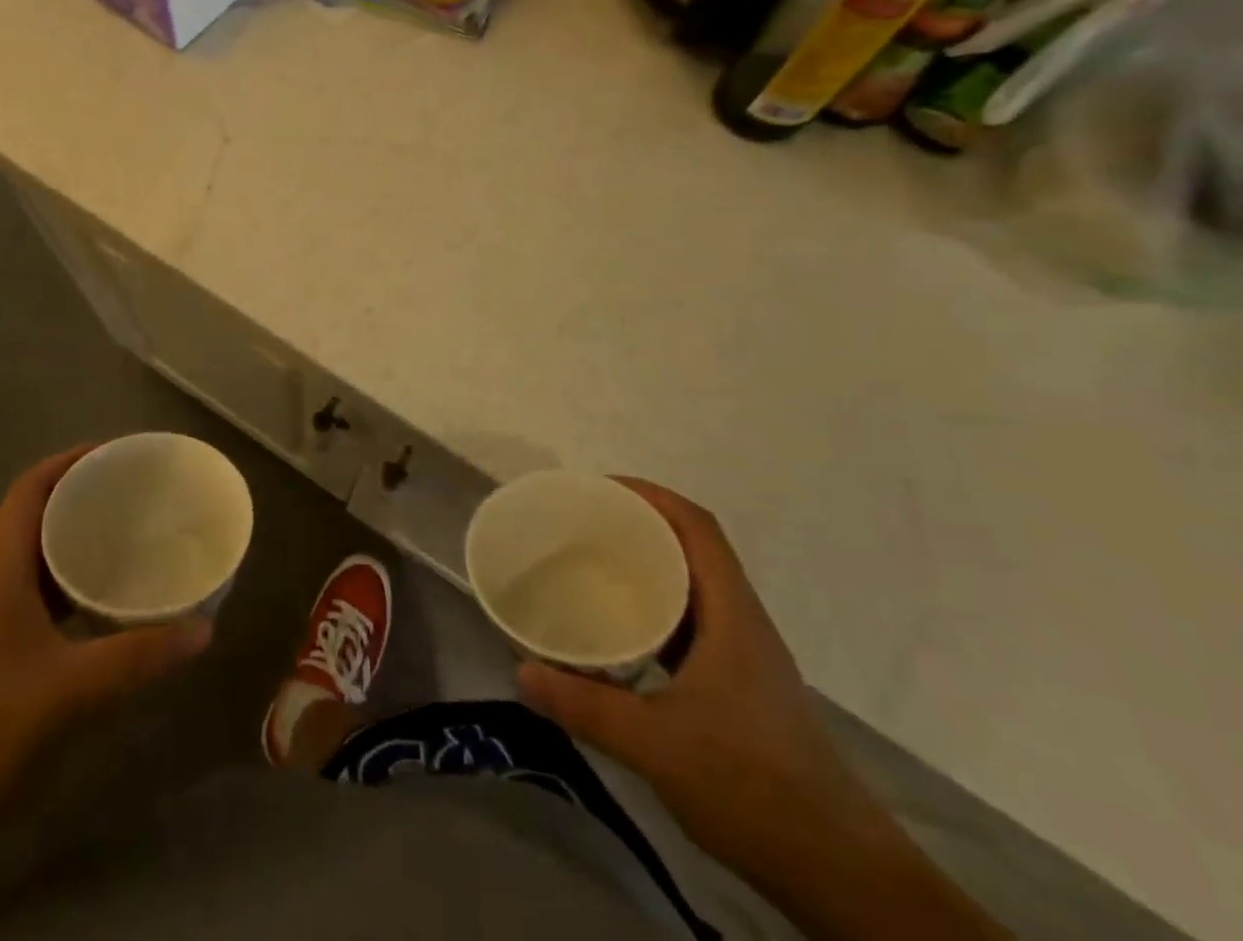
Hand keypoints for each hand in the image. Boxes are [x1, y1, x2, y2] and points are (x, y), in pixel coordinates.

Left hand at [0, 448, 213, 820]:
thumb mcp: (70, 689)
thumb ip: (139, 657)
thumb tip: (203, 628)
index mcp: (1, 570)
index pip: (29, 490)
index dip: (69, 461)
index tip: (117, 454)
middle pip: (36, 515)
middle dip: (83, 495)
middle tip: (136, 493)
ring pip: (39, 556)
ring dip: (79, 539)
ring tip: (130, 536)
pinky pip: (42, 594)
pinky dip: (74, 583)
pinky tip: (107, 601)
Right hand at [518, 481, 997, 940]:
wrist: (840, 874)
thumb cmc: (753, 789)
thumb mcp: (656, 746)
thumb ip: (585, 706)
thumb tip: (521, 672)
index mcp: (732, 615)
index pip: (697, 527)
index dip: (651, 495)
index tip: (599, 489)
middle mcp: (741, 622)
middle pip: (692, 547)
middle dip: (639, 524)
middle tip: (581, 523)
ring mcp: (743, 655)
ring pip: (692, 586)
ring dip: (647, 565)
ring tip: (591, 564)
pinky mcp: (738, 685)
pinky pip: (690, 622)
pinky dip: (654, 608)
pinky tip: (620, 629)